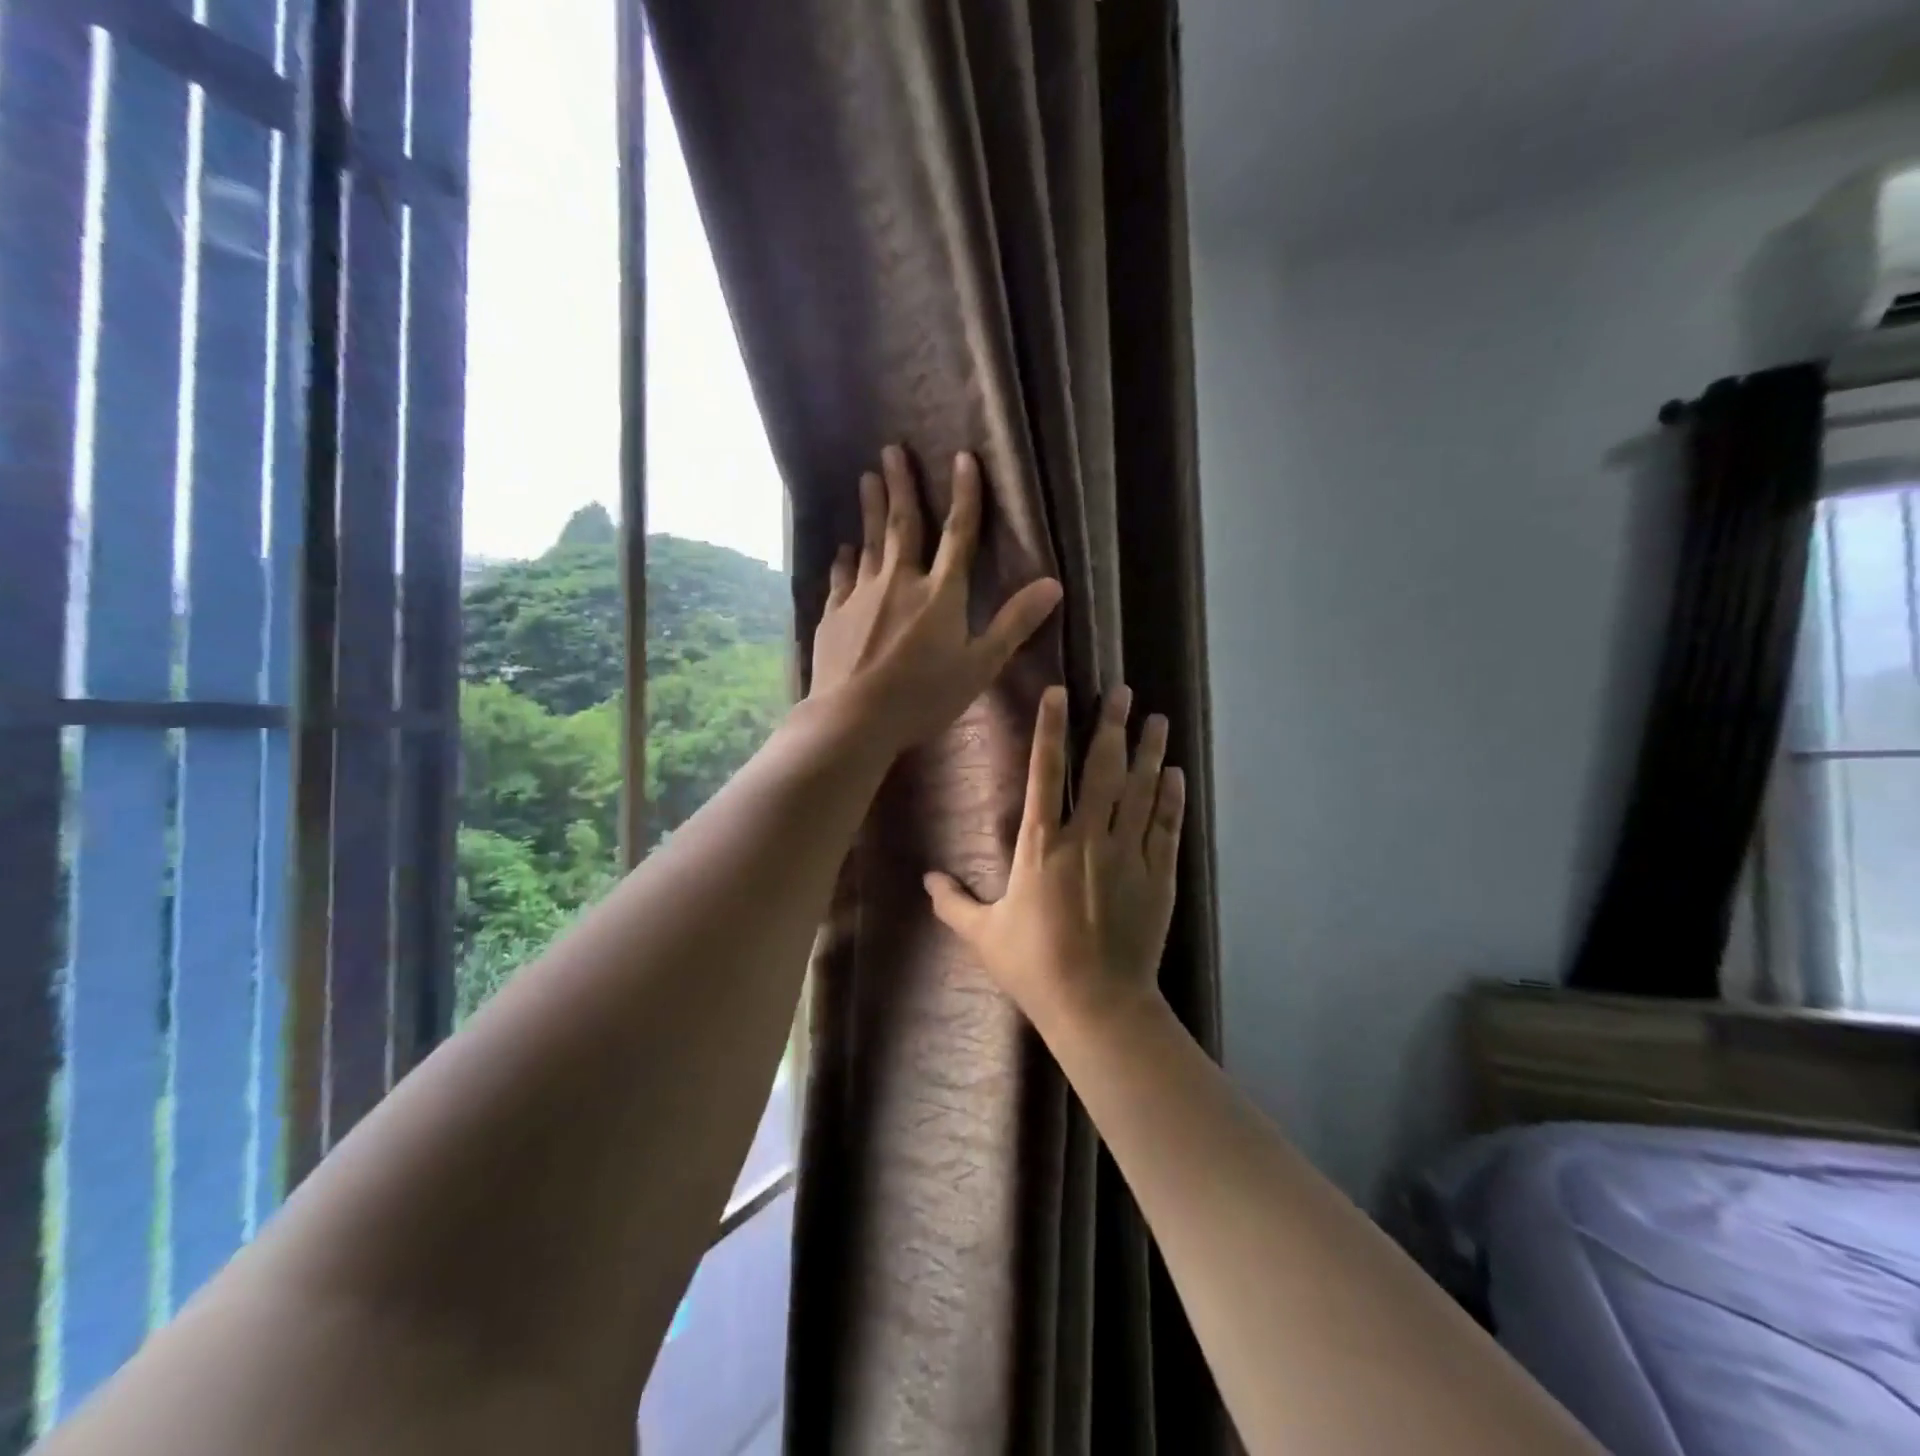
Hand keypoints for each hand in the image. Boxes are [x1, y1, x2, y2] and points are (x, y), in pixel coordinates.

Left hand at [809, 446, 1063, 756]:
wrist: (852, 719)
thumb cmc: (922, 697)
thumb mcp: (979, 666)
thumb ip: (1013, 624)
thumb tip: (1052, 585)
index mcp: (940, 594)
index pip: (958, 534)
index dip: (965, 495)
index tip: (963, 457)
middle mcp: (899, 583)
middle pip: (903, 526)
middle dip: (900, 485)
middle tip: (891, 450)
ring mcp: (861, 597)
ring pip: (869, 544)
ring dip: (870, 510)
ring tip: (866, 479)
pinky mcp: (834, 616)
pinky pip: (841, 578)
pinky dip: (844, 560)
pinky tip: (843, 550)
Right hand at [924, 683, 1185, 1033]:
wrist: (1097, 1004)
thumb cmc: (1035, 966)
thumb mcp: (984, 935)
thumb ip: (953, 903)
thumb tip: (926, 880)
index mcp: (1042, 846)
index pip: (1045, 773)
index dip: (1052, 729)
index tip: (1061, 693)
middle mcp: (1087, 838)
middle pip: (1101, 770)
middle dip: (1111, 726)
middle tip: (1123, 691)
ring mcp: (1127, 855)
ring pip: (1140, 791)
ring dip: (1148, 752)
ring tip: (1157, 718)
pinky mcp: (1157, 876)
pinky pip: (1165, 827)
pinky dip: (1171, 798)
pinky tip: (1175, 774)